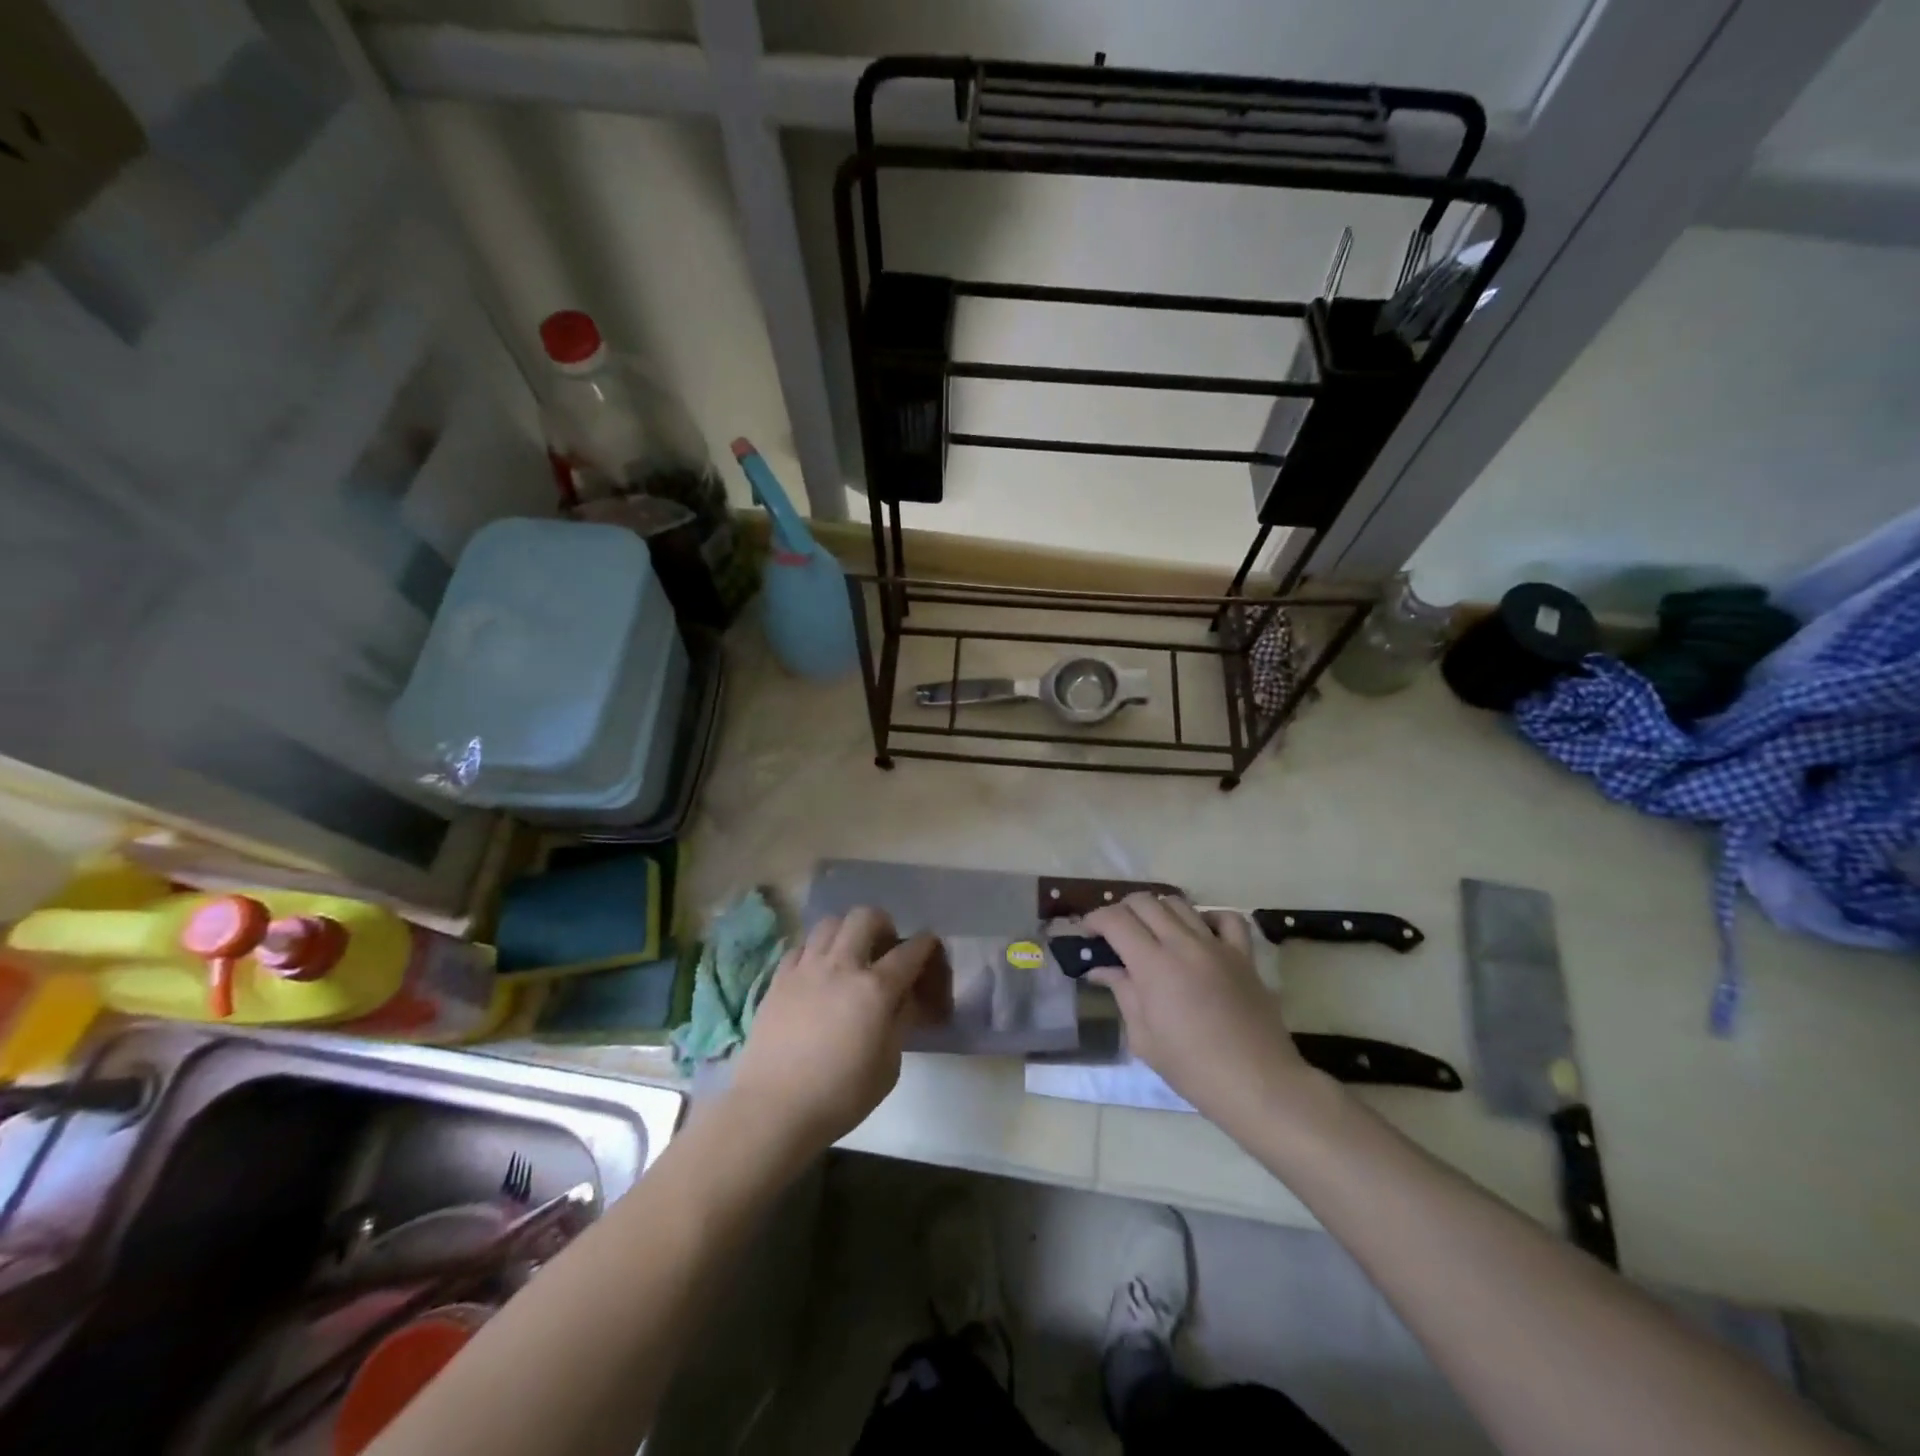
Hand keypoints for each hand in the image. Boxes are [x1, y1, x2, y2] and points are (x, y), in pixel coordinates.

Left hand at [730, 907, 946, 1154]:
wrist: (773, 1108)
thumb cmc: (840, 1096)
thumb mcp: (888, 1066)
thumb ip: (900, 1023)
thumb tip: (903, 998)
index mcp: (875, 989)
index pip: (909, 952)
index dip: (925, 944)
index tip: (929, 946)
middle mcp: (842, 966)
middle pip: (865, 917)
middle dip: (882, 923)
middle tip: (883, 947)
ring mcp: (806, 968)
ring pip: (830, 923)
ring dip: (846, 931)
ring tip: (849, 954)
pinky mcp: (778, 978)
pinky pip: (801, 946)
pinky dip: (815, 951)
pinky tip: (817, 973)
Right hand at [1084, 893, 1316, 1129]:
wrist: (1258, 1084)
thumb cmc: (1192, 1068)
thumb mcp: (1144, 1037)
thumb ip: (1122, 993)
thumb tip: (1102, 969)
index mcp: (1153, 965)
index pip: (1115, 920)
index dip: (1095, 919)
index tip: (1086, 932)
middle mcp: (1183, 944)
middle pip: (1145, 902)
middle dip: (1122, 910)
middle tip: (1115, 933)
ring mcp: (1217, 946)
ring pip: (1180, 903)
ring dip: (1158, 911)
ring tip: (1152, 933)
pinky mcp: (1244, 955)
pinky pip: (1227, 919)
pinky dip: (1208, 918)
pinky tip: (1199, 934)